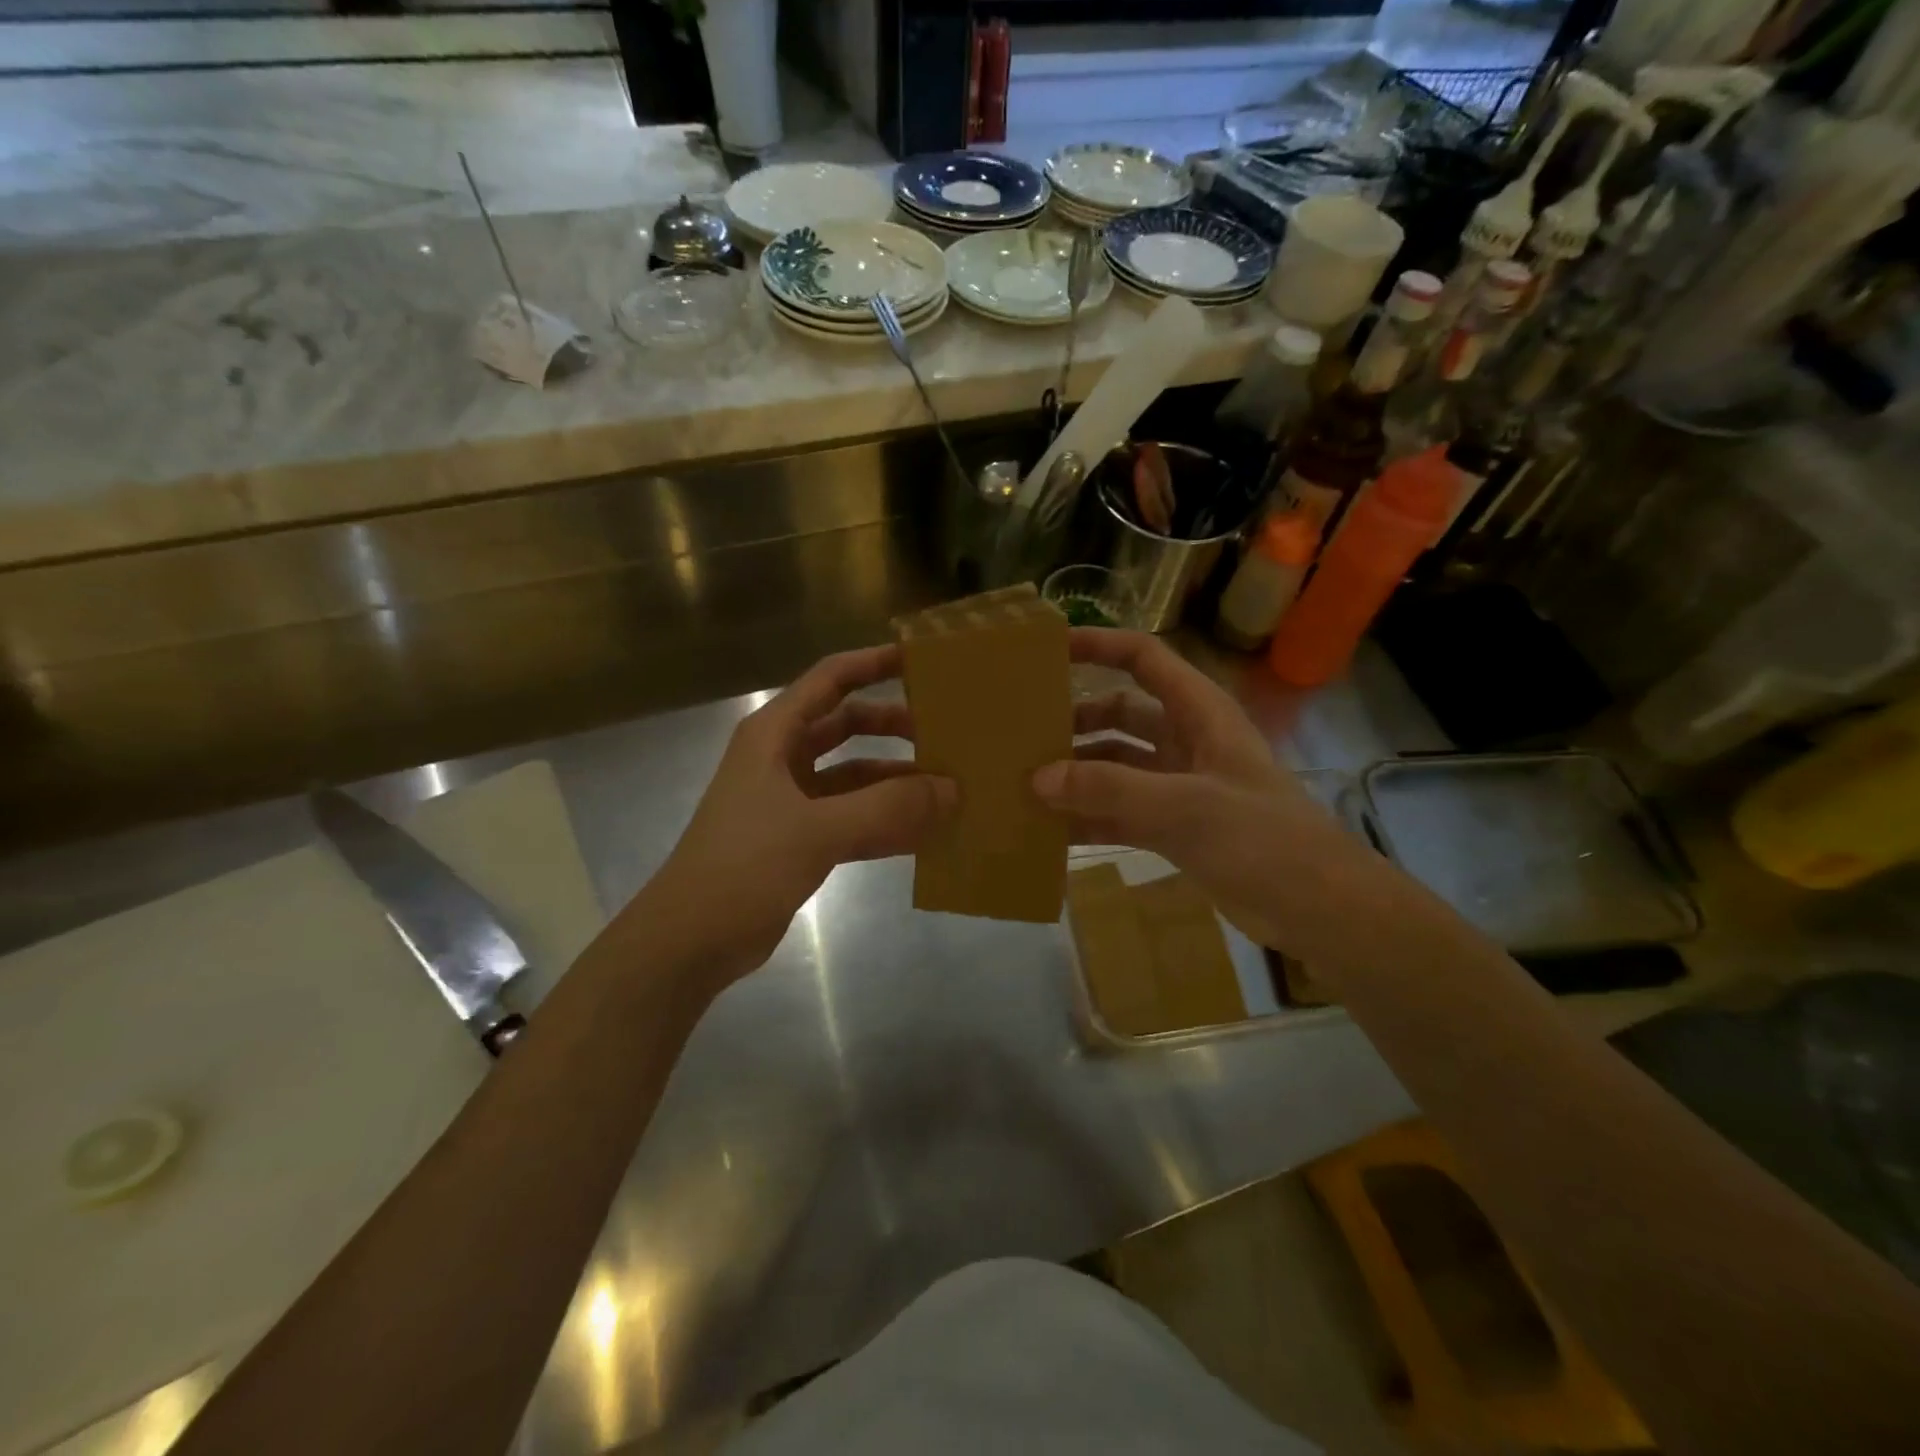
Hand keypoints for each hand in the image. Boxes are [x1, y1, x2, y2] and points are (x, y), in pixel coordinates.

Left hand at [634, 645, 954, 985]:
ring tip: (947, 787)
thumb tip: (953, 790)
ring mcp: (790, 801)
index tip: (921, 661)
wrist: (690, 940)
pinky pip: (852, 818)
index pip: (830, 679)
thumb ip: (888, 808)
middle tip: (945, 732)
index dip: (873, 664)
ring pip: (853, 776)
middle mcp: (781, 759)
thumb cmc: (743, 867)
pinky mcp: (799, 840)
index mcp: (774, 735)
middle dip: (893, 726)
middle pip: (846, 725)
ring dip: (894, 779)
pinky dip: (884, 821)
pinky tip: (924, 833)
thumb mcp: (817, 830)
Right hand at [1035, 629, 1365, 952]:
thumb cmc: (1260, 839)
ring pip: (1116, 767)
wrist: (1316, 908)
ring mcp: (1178, 786)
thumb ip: (1109, 788)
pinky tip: (1050, 831)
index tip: (1049, 650)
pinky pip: (1120, 812)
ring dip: (1077, 774)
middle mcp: (1186, 741)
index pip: (1144, 658)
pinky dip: (1089, 817)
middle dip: (1075, 722)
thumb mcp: (1183, 805)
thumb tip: (1039, 777)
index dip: (1099, 645)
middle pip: (1120, 714)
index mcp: (1199, 713)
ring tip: (1025, 785)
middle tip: (1023, 736)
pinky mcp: (1174, 827)